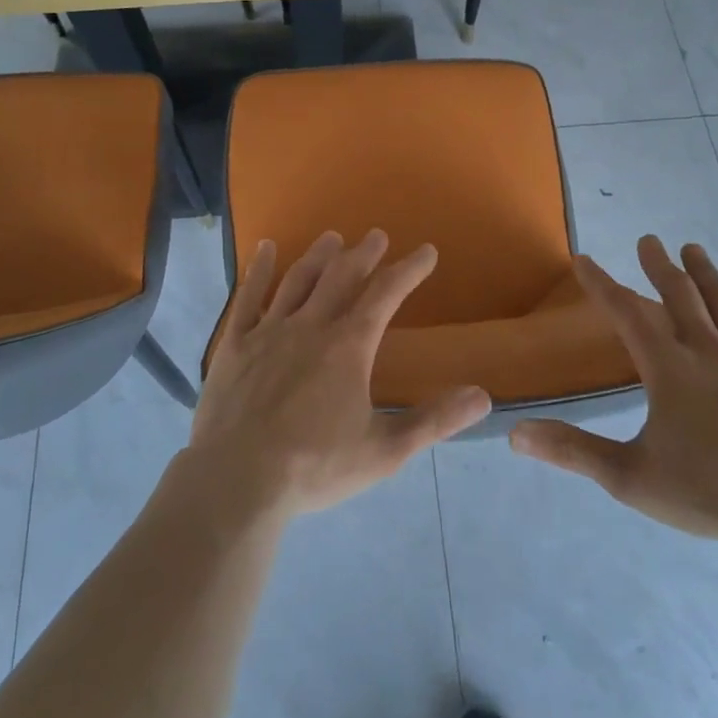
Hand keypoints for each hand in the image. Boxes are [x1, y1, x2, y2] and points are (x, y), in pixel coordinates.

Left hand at [190, 229, 492, 518]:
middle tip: (376, 236)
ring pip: (298, 280)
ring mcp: (269, 331)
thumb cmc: (315, 467)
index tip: (426, 252)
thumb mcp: (384, 451)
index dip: (409, 269)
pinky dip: (259, 269)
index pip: (386, 294)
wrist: (237, 481)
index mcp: (349, 346)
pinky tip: (266, 248)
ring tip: (332, 238)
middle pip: (342, 277)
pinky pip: (249, 297)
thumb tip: (483, 396)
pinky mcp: (234, 344)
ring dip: (319, 256)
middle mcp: (311, 326)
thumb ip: (434, 421)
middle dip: (364, 254)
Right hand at [510, 235, 717, 549]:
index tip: (584, 260)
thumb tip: (517, 435)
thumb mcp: (629, 477)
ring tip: (693, 249)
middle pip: (680, 296)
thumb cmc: (708, 492)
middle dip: (659, 266)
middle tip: (649, 240)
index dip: (601, 285)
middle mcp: (708, 352)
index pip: (626, 314)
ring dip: (706, 274)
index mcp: (668, 369)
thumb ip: (573, 451)